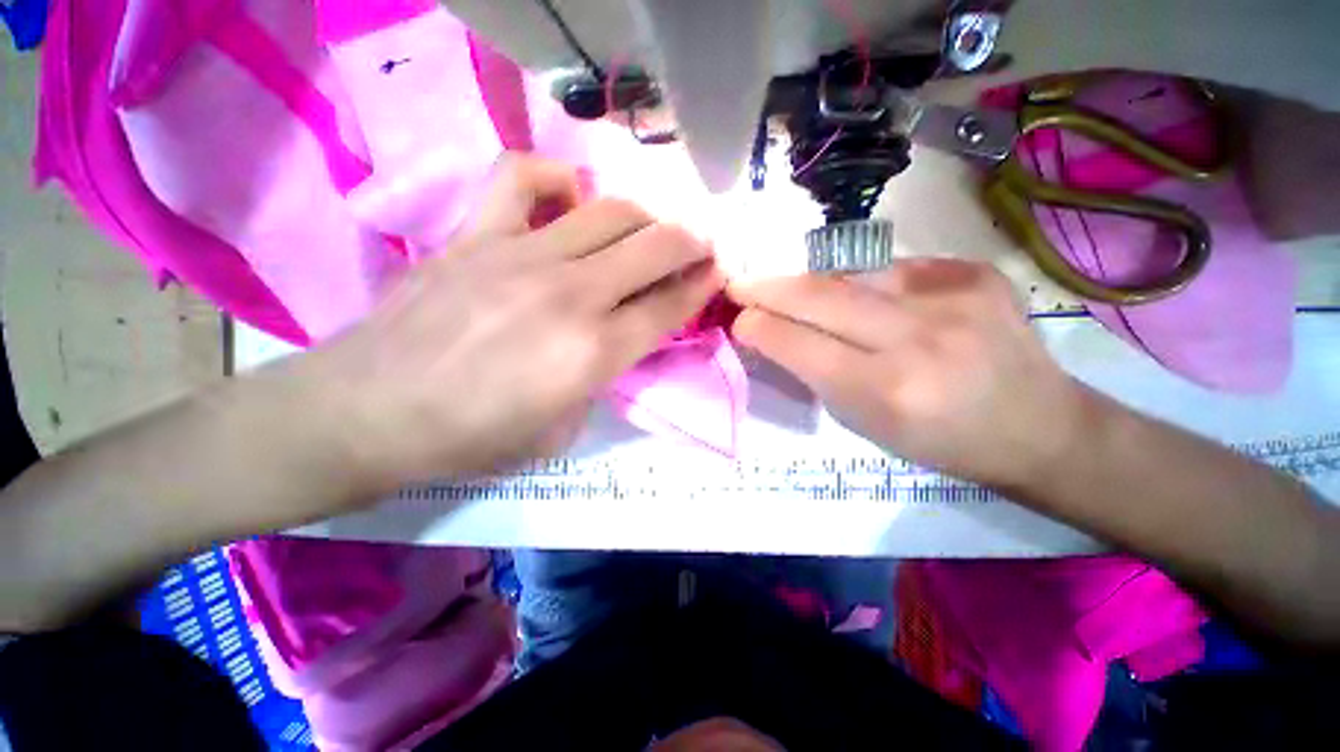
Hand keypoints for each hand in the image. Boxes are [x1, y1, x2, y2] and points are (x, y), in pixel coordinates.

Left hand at [301, 154, 722, 492]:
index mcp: (595, 353)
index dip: (701, 286)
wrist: (372, 412)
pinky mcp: (476, 235)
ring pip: (608, 210)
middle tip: (696, 248)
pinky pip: (523, 177)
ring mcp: (522, 256)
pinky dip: (556, 179)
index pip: (670, 306)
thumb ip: (600, 379)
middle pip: (655, 248)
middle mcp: (572, 296)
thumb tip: (615, 341)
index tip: (715, 273)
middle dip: (689, 244)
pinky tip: (567, 198)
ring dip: (642, 218)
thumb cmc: (474, 437)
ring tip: (644, 231)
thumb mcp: (562, 430)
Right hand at [729, 259, 1087, 489]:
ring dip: (814, 284)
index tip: (738, 318)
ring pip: (851, 274)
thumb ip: (814, 374)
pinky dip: (865, 282)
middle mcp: (917, 337)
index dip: (759, 326)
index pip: (798, 343)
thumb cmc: (939, 441)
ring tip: (799, 293)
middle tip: (742, 284)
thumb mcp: (863, 423)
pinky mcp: (974, 272)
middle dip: (769, 287)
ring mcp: (952, 296)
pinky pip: (893, 268)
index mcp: (885, 389)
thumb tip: (774, 333)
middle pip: (818, 294)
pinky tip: (868, 299)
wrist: (1038, 426)